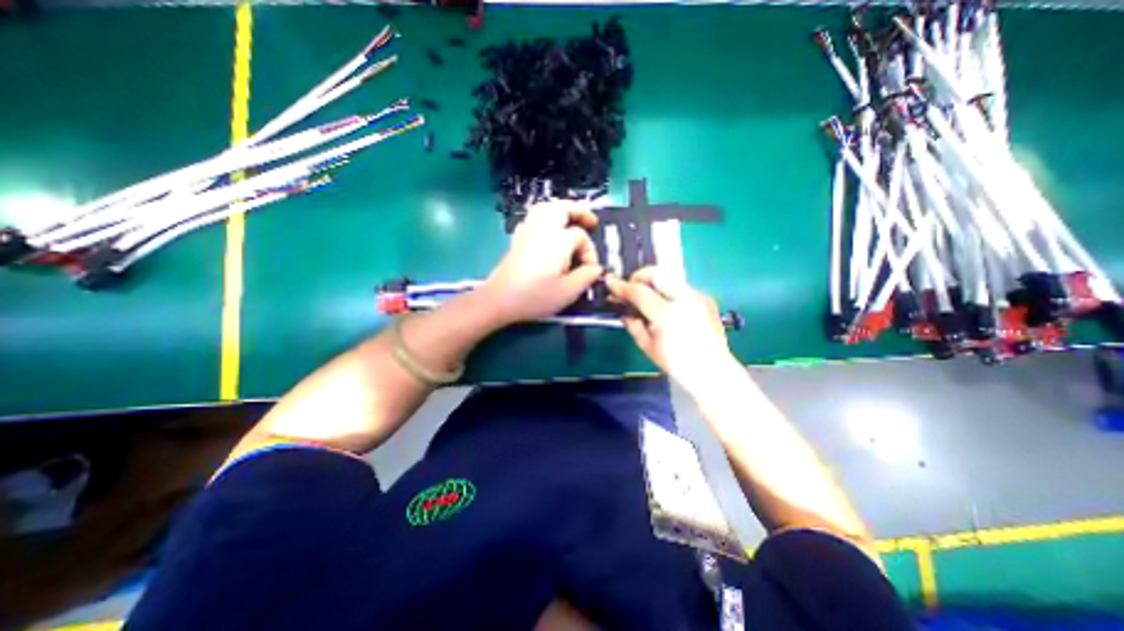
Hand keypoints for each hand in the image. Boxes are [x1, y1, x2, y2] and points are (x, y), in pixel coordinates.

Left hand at [484, 201, 605, 325]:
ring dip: (562, 210)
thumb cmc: (535, 296)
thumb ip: (586, 277)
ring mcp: (527, 232)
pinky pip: (533, 218)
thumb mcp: (568, 292)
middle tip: (591, 222)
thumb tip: (596, 268)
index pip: (581, 237)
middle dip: (579, 211)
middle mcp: (542, 229)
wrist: (499, 300)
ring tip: (571, 220)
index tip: (590, 270)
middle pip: (562, 208)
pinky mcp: (517, 239)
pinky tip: (547, 231)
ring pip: (545, 209)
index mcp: (558, 240)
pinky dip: (545, 217)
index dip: (590, 251)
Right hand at [607, 267, 738, 389]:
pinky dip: (667, 290)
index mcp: (667, 314)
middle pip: (656, 273)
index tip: (610, 282)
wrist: (712, 370)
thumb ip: (632, 323)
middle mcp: (684, 299)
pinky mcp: (705, 298)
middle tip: (631, 289)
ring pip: (669, 277)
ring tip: (646, 297)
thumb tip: (623, 309)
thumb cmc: (676, 363)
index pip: (639, 291)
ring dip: (653, 283)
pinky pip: (680, 287)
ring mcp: (698, 296)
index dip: (622, 286)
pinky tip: (665, 306)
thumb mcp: (647, 346)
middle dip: (639, 276)